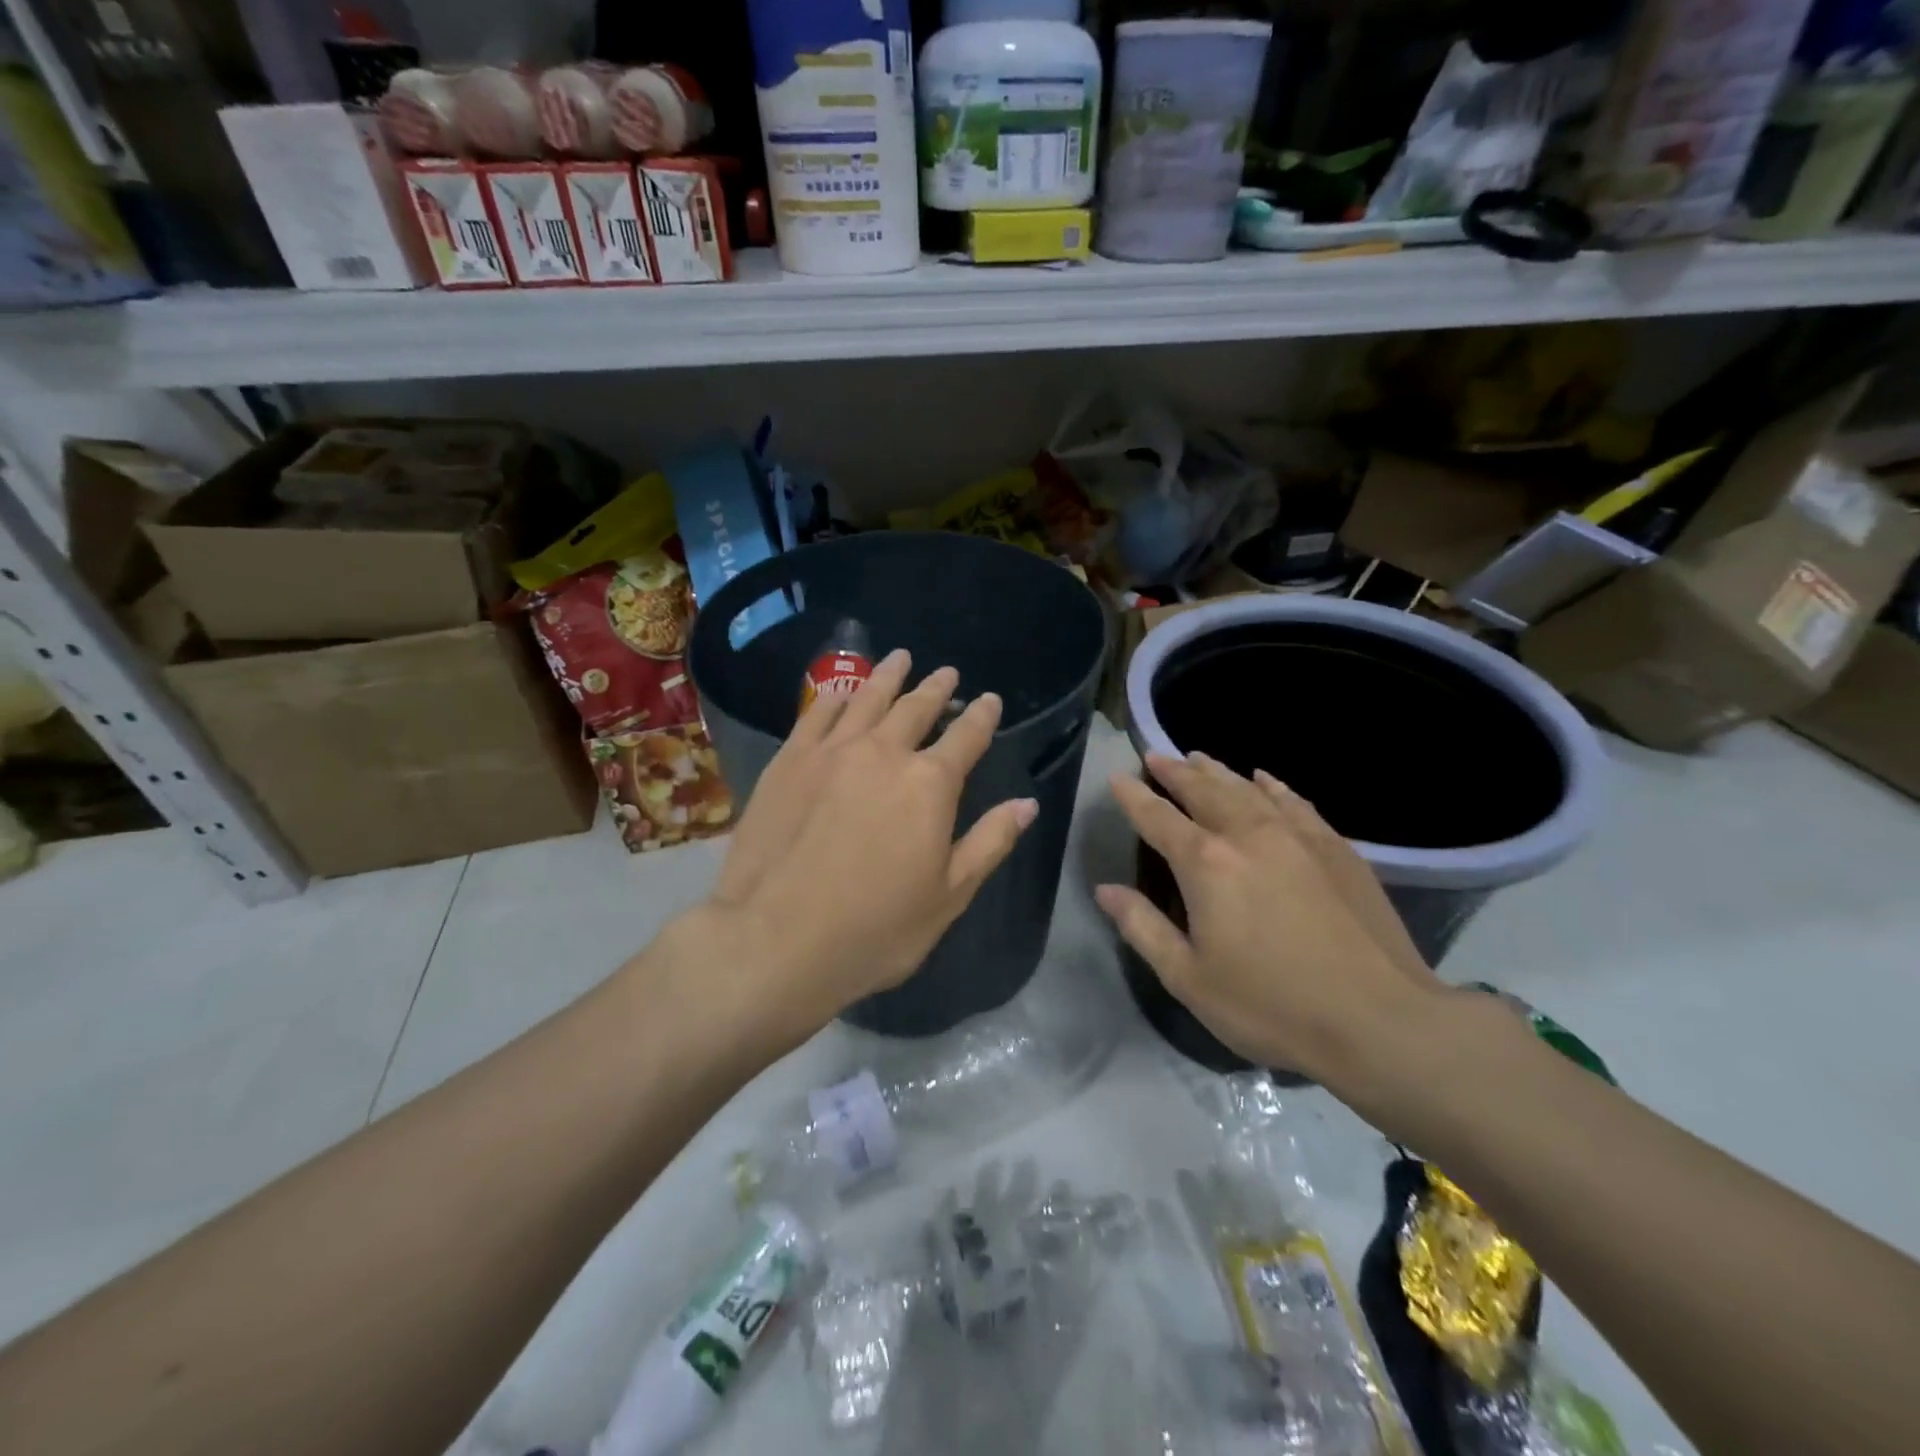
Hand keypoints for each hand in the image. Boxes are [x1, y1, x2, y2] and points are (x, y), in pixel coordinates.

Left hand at [697, 651, 1037, 1043]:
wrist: (775, 940)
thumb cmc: (875, 929)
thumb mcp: (948, 895)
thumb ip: (990, 842)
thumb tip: (1027, 804)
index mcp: (930, 784)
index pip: (966, 738)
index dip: (981, 716)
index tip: (988, 699)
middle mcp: (883, 753)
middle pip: (916, 709)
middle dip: (936, 689)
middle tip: (947, 673)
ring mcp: (831, 752)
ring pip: (866, 699)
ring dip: (888, 677)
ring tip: (901, 658)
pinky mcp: (788, 761)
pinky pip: (816, 714)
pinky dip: (834, 696)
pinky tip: (839, 690)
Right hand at [1093, 752, 1446, 1094]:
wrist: (1380, 1020)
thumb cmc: (1271, 1005)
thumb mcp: (1188, 978)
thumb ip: (1142, 927)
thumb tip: (1105, 889)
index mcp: (1205, 864)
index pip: (1158, 818)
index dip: (1133, 796)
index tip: (1116, 777)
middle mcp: (1247, 835)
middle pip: (1203, 790)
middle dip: (1175, 772)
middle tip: (1156, 756)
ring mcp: (1296, 836)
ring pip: (1247, 788)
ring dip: (1217, 771)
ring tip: (1198, 758)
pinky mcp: (1335, 847)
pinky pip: (1294, 801)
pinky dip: (1272, 785)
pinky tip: (1264, 779)